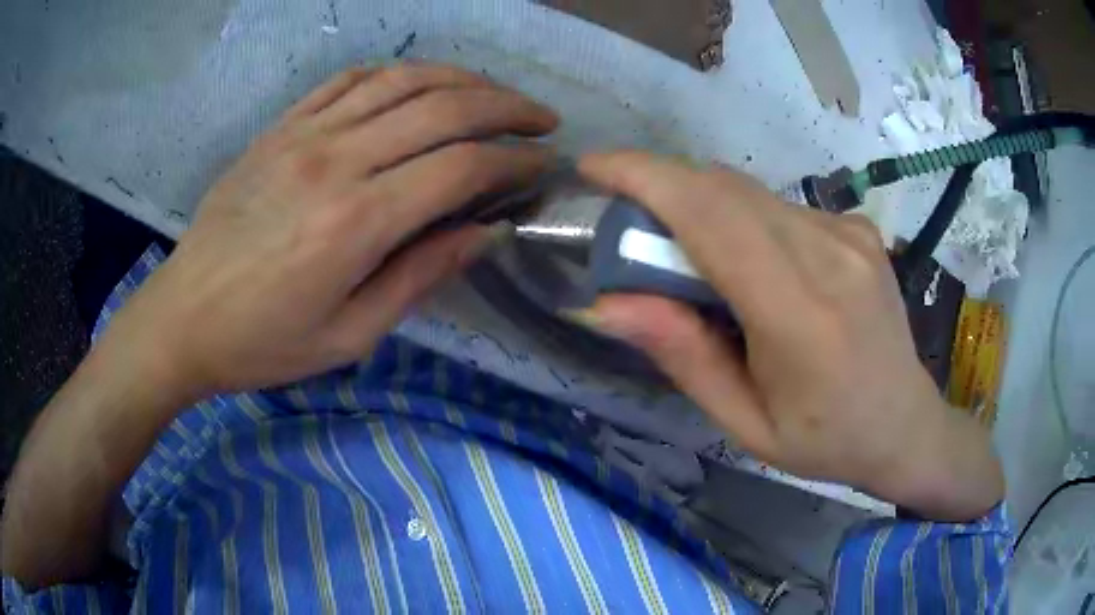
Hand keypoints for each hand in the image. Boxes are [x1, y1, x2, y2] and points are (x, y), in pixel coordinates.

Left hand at [107, 63, 557, 403]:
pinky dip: (397, 73)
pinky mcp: (281, 126)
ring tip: (496, 95)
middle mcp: (337, 160)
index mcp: (357, 222)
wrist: (184, 317)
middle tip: (541, 121)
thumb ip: (423, 276)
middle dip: (507, 109)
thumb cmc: (264, 342)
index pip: (462, 168)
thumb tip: (489, 234)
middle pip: (443, 109)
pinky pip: (349, 79)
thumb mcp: (350, 335)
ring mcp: (305, 133)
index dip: (515, 161)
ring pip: (403, 80)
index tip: (545, 166)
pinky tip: (420, 84)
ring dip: (462, 80)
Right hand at [578, 152, 1003, 520]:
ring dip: (702, 206)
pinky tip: (755, 266)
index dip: (644, 177)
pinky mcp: (858, 228)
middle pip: (724, 188)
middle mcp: (829, 255)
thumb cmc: (824, 441)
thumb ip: (683, 357)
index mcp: (800, 315)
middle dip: (662, 187)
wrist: (904, 424)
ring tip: (693, 260)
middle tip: (632, 227)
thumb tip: (609, 303)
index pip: (710, 215)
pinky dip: (744, 219)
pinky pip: (781, 206)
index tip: (594, 167)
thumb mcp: (744, 423)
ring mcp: (850, 233)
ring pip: (750, 192)